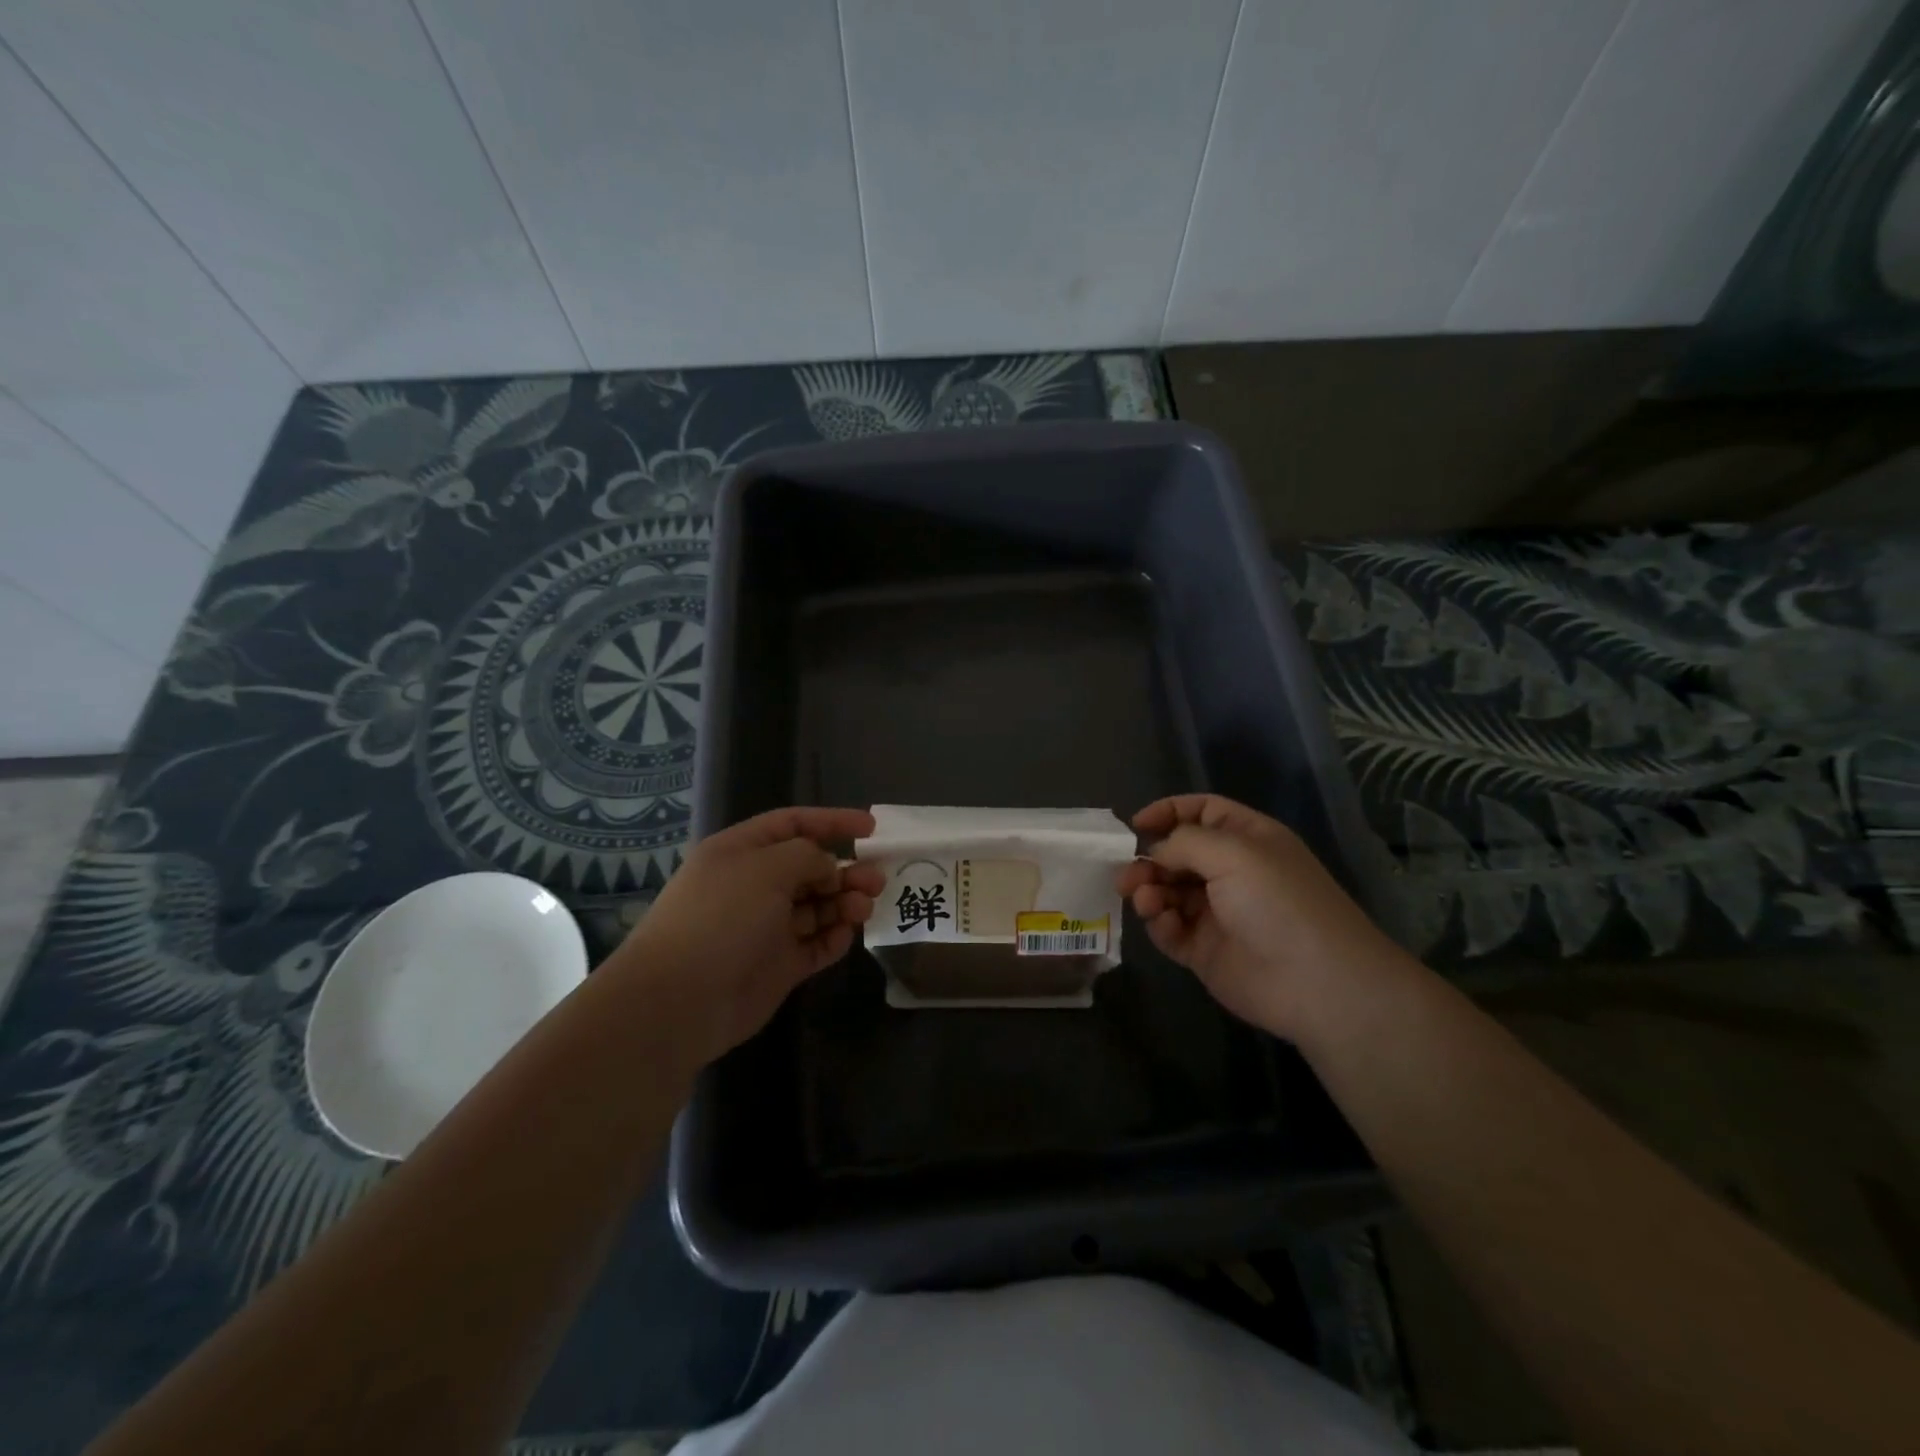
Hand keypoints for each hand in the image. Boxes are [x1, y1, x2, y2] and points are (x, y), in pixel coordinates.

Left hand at [605, 808, 884, 1068]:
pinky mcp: (778, 966)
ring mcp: (766, 928)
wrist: (679, 1000)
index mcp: (742, 852)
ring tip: (865, 907)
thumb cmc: (721, 917)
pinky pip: (815, 945)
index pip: (792, 824)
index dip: (832, 821)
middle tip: (876, 879)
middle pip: (810, 868)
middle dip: (845, 869)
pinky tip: (847, 934)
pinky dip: (834, 937)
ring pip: (817, 907)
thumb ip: (808, 856)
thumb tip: (828, 869)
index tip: (872, 826)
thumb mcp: (767, 868)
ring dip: (844, 902)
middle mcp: (754, 886)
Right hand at [1116, 794, 1399, 1041]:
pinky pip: (1170, 929)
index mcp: (1247, 840)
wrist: (1316, 982)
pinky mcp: (1205, 950)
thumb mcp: (1233, 853)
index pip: (1202, 812)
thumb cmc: (1278, 902)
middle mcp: (1231, 872)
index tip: (1136, 825)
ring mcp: (1217, 913)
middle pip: (1177, 854)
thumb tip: (1156, 852)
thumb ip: (1184, 842)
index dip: (1168, 812)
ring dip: (1149, 891)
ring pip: (1168, 892)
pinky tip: (1162, 922)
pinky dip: (1159, 923)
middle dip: (1150, 859)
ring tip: (1142, 899)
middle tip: (1128, 874)